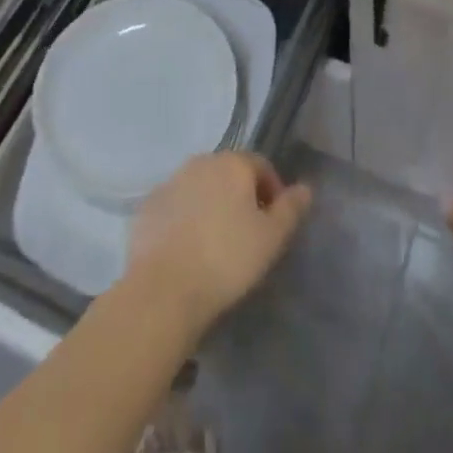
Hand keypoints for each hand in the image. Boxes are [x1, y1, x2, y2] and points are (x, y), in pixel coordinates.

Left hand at [124, 153, 311, 336]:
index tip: (275, 222)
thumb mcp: (271, 238)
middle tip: (247, 233)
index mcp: (232, 163)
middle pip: (228, 173)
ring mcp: (170, 182)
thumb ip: (291, 209)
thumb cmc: (226, 259)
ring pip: (200, 188)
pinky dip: (185, 219)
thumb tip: (305, 188)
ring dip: (211, 205)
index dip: (273, 190)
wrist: (163, 290)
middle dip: (241, 196)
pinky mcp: (147, 207)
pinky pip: (175, 206)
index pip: (261, 165)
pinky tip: (187, 250)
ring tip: (216, 243)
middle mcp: (200, 162)